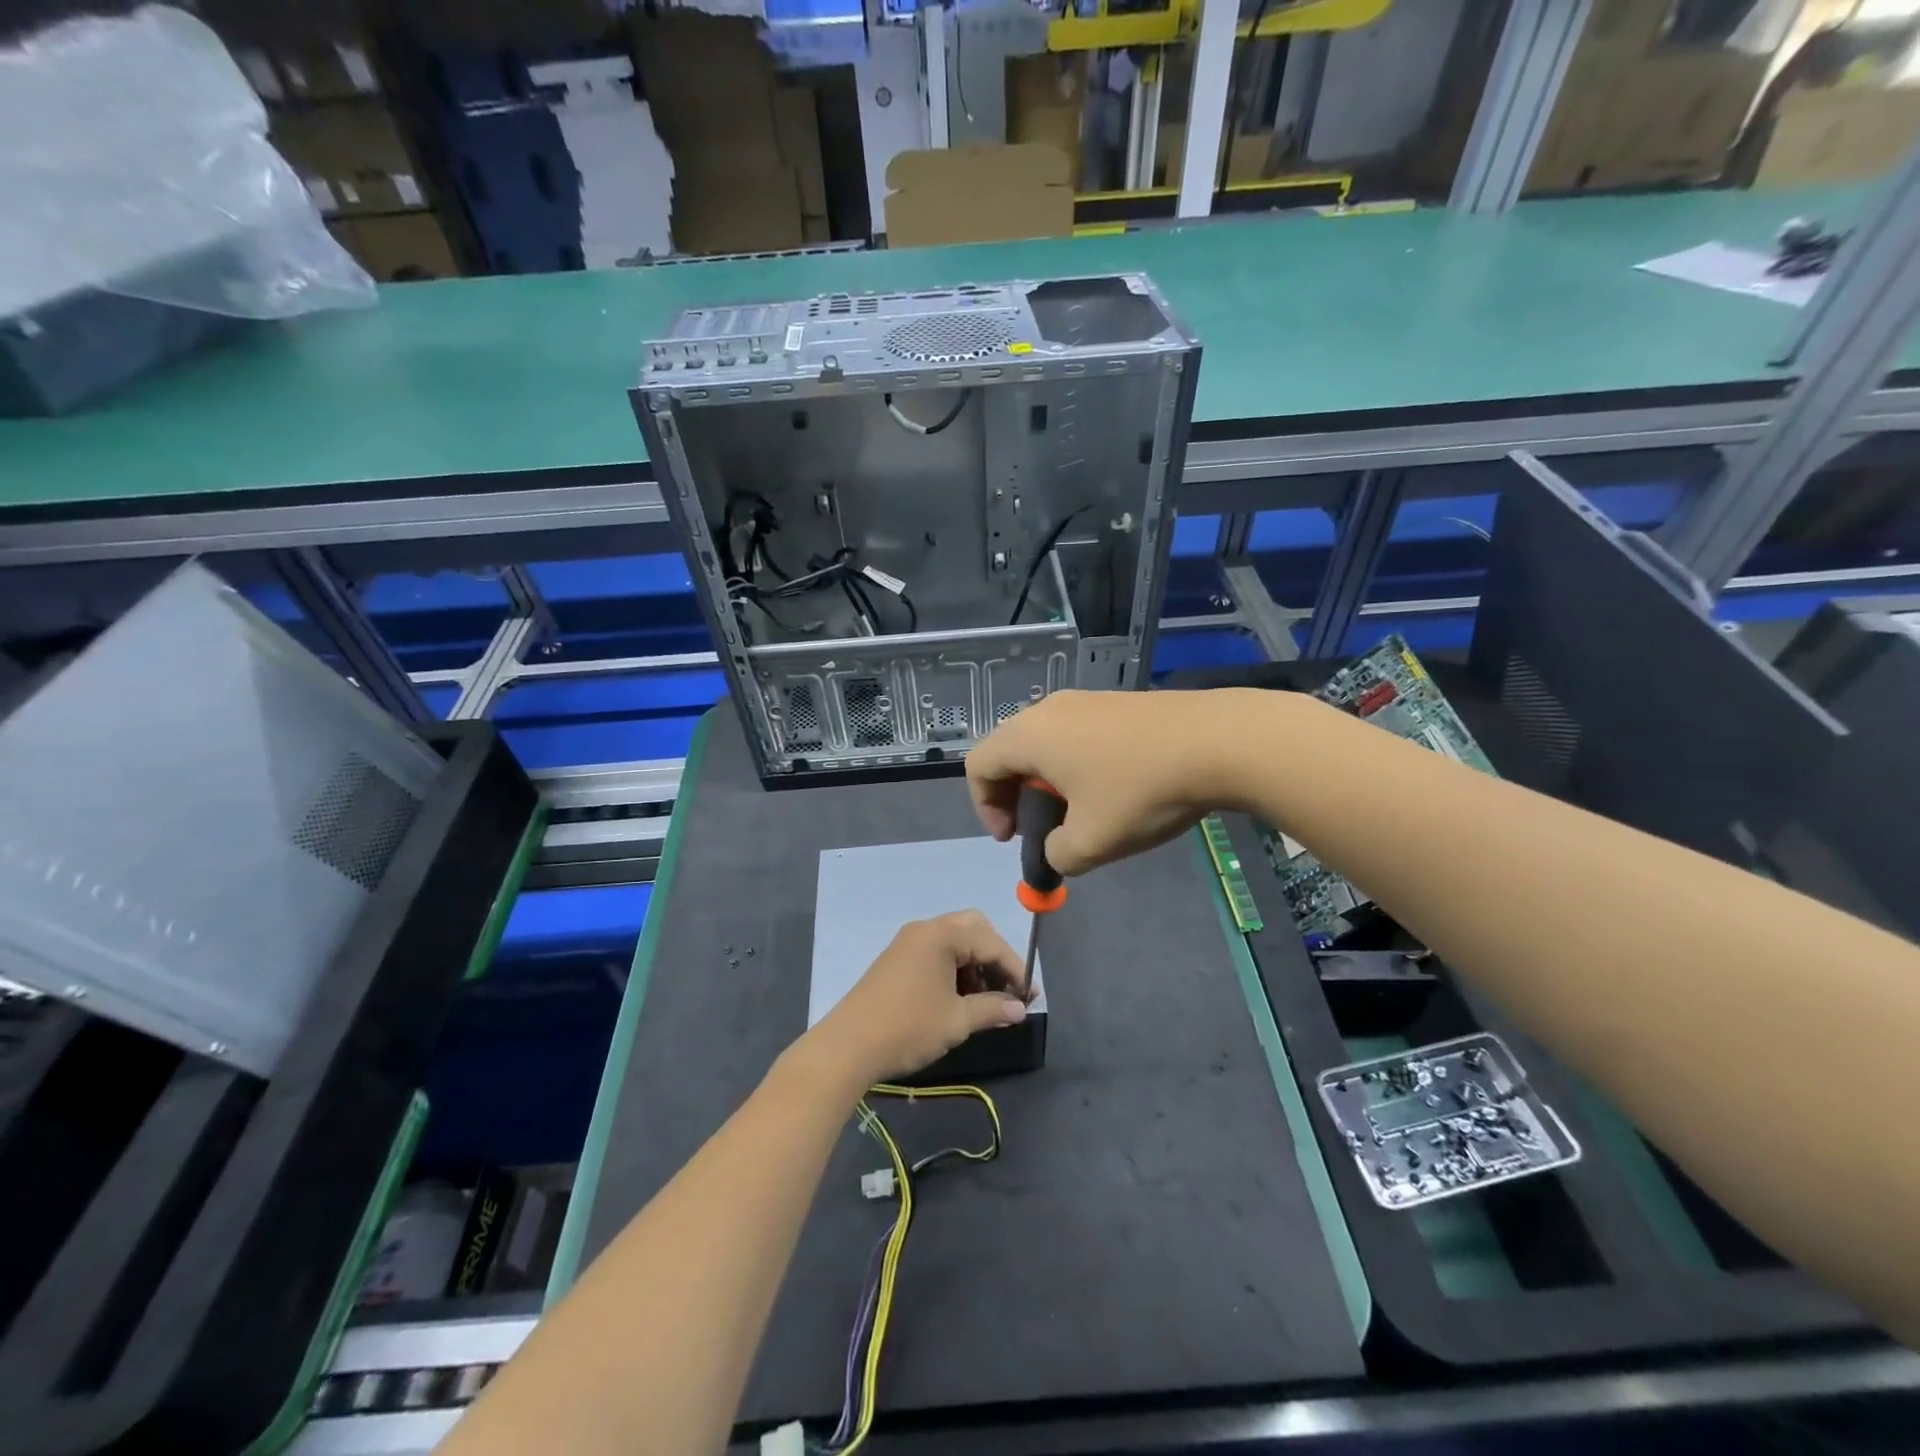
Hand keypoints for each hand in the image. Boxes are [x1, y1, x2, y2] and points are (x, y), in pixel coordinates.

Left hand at [810, 911, 1029, 1085]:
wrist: (847, 1046)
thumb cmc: (908, 1028)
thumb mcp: (957, 1020)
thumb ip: (992, 1009)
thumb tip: (1020, 1008)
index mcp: (941, 935)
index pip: (991, 943)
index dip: (1015, 969)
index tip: (1030, 998)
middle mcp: (925, 929)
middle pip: (974, 929)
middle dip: (995, 958)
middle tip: (1007, 990)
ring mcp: (908, 942)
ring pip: (955, 941)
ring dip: (975, 965)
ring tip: (985, 1002)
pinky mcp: (897, 959)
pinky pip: (936, 953)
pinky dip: (955, 969)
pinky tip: (959, 999)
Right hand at [967, 688, 1247, 875]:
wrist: (1217, 741)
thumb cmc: (1140, 791)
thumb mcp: (1091, 842)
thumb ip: (1057, 856)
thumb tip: (1057, 850)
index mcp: (1028, 736)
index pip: (979, 766)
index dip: (985, 807)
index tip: (1013, 838)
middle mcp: (1048, 709)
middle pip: (1009, 751)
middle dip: (1015, 796)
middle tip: (1040, 829)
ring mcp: (1085, 700)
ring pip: (1045, 743)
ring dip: (1048, 782)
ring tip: (1080, 813)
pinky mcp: (1116, 702)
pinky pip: (1076, 735)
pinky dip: (1076, 765)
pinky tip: (1113, 790)